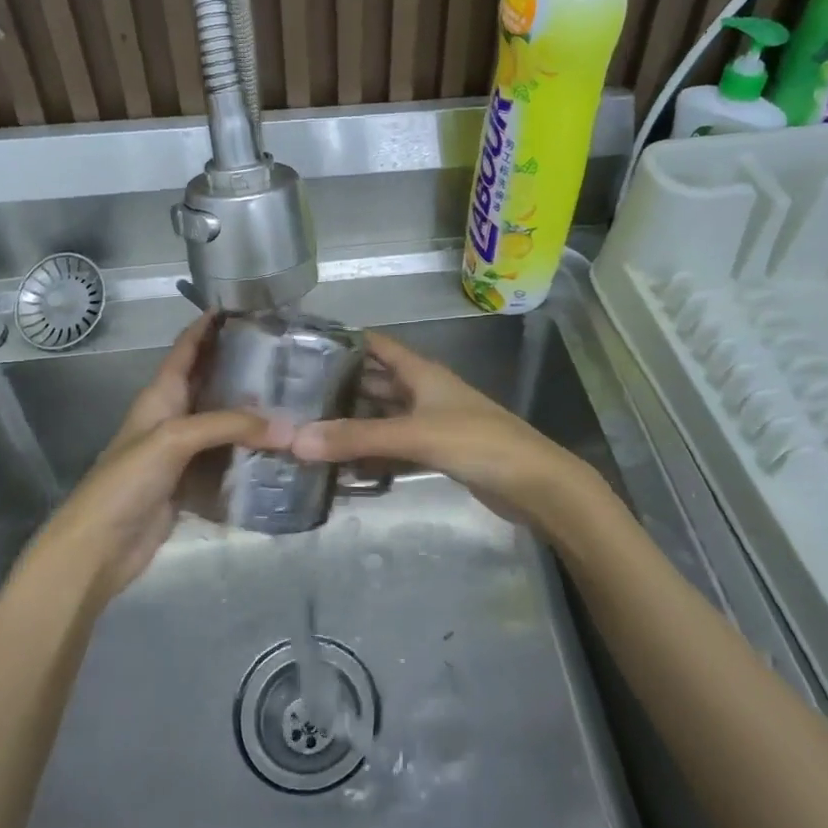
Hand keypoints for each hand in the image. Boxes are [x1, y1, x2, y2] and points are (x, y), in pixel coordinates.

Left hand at [33, 315, 280, 606]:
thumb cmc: (127, 480)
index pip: (187, 347)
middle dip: (243, 365)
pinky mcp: (194, 481)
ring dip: (253, 411)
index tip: (247, 305)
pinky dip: (251, 451)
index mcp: (160, 394)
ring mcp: (184, 450)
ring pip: (224, 421)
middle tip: (287, 353)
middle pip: (211, 381)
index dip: (210, 324)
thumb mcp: (174, 439)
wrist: (99, 547)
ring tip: (295, 396)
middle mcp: (174, 415)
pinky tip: (281, 447)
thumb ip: (229, 425)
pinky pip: (228, 458)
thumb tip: (288, 427)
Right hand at [290, 331, 606, 531]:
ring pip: (384, 417)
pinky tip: (343, 464)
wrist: (534, 484)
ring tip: (308, 430)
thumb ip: (357, 437)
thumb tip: (295, 439)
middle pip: (375, 382)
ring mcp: (431, 423)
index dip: (343, 342)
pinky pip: (395, 446)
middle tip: (293, 397)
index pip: (376, 346)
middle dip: (340, 387)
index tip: (301, 348)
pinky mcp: (437, 452)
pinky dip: (372, 452)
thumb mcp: (414, 434)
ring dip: (354, 423)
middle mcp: (424, 391)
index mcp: (422, 372)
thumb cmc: (477, 442)